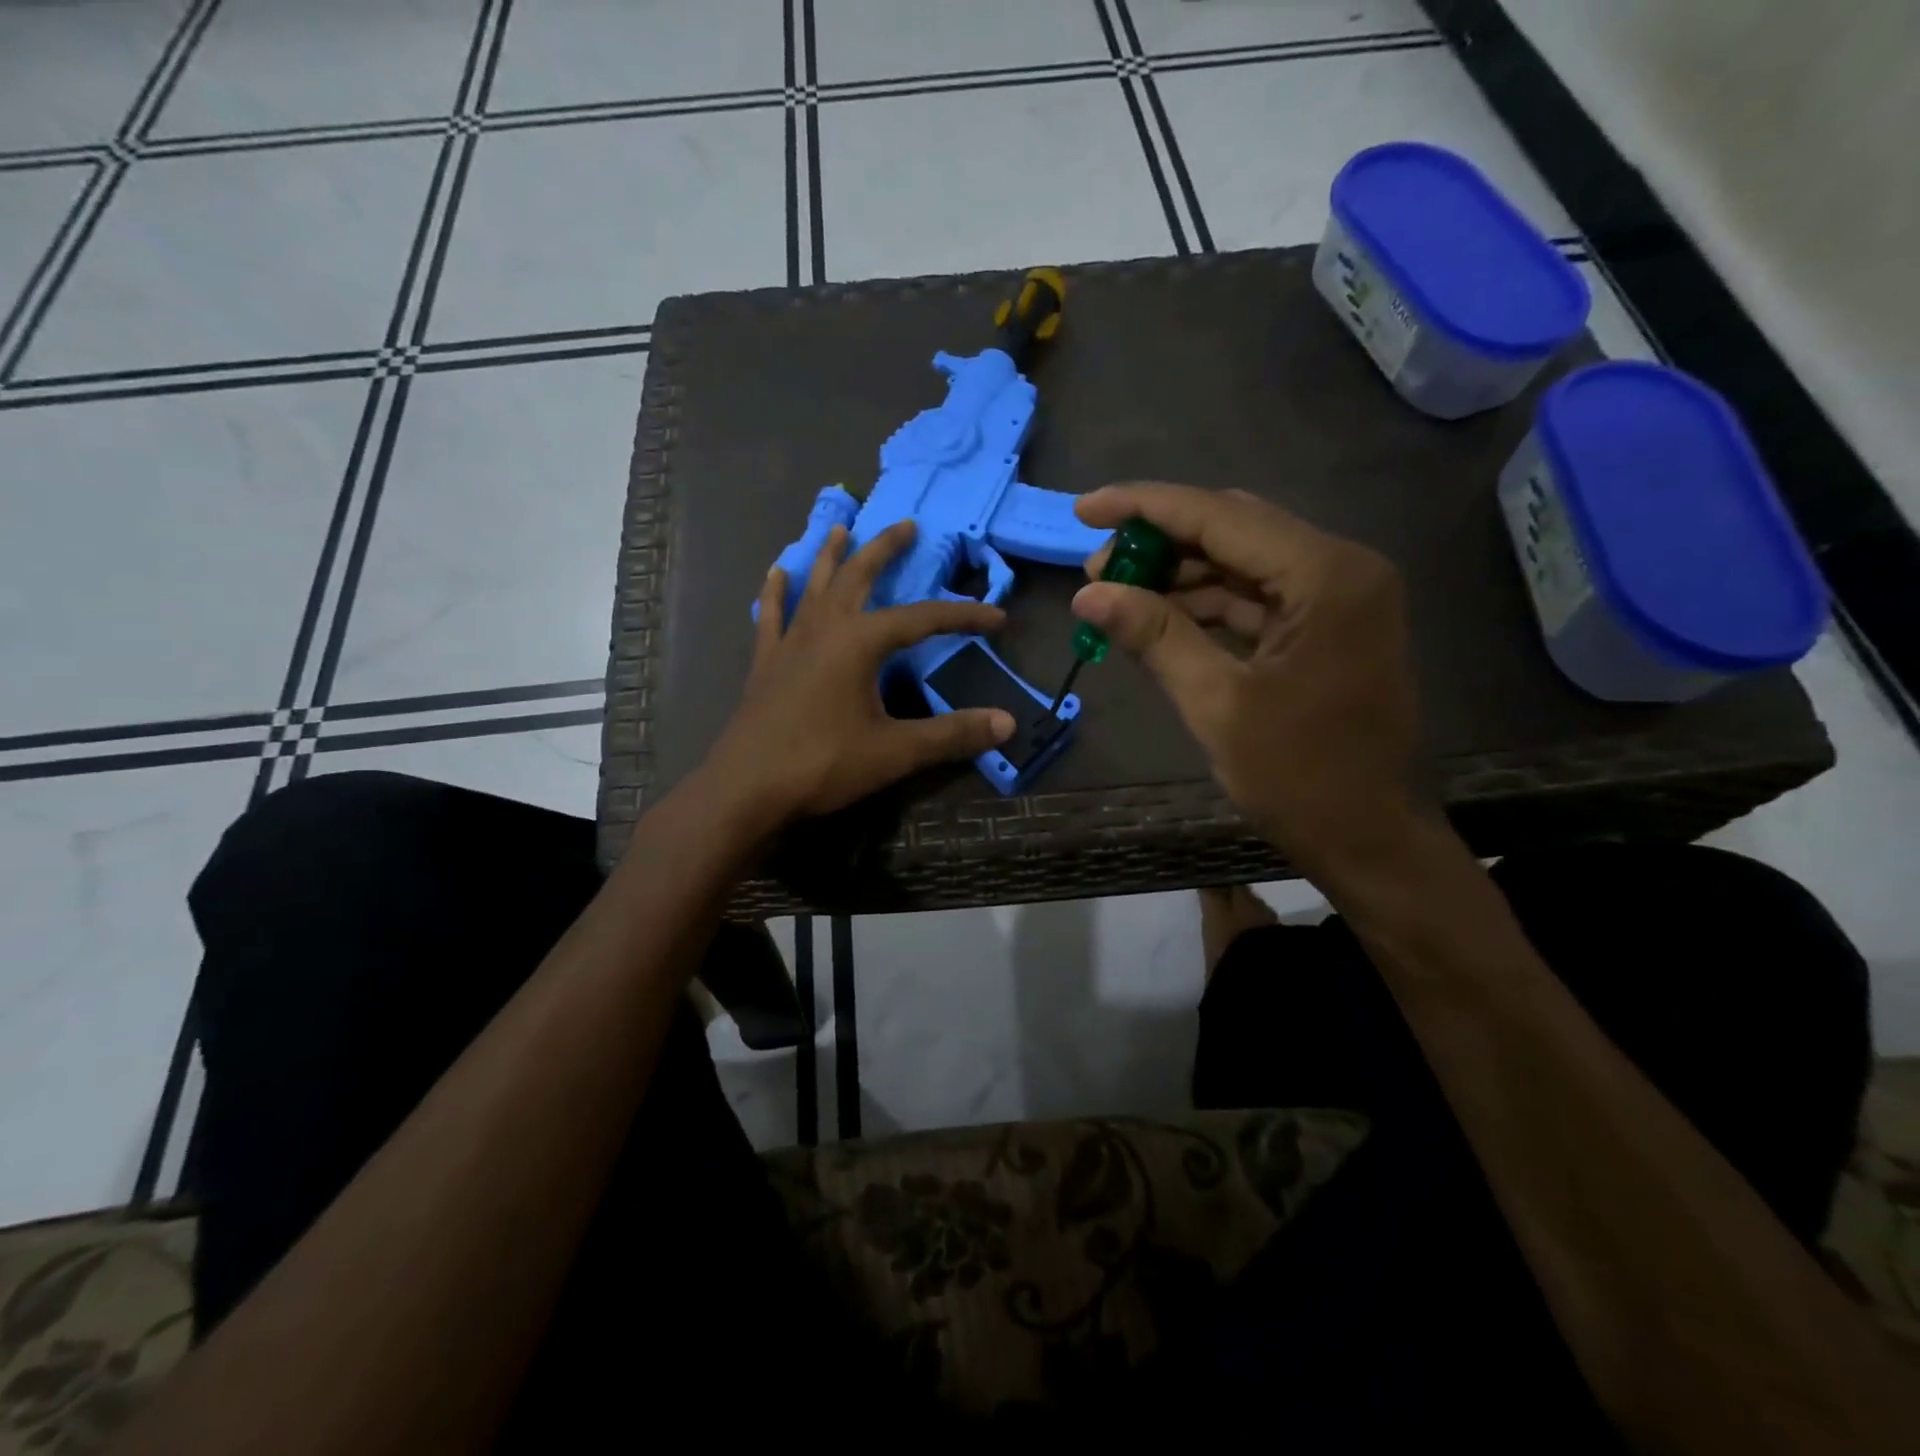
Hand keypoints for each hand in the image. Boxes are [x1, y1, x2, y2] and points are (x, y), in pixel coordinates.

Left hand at [705, 519, 1015, 825]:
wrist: (747, 788)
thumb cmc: (823, 764)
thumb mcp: (895, 751)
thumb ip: (951, 735)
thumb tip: (1006, 723)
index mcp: (859, 642)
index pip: (922, 619)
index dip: (962, 617)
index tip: (997, 617)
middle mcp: (824, 628)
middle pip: (859, 575)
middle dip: (885, 549)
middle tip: (905, 524)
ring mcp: (789, 642)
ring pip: (814, 585)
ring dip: (831, 556)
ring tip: (841, 529)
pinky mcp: (765, 662)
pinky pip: (771, 614)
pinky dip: (776, 591)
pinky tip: (777, 572)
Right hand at [1072, 482, 1420, 881]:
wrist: (1369, 838)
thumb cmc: (1299, 776)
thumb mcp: (1216, 704)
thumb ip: (1154, 635)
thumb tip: (1087, 593)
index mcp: (1326, 576)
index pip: (1221, 516)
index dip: (1145, 507)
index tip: (1084, 509)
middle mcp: (1340, 568)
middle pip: (1233, 528)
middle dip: (1159, 541)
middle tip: (1095, 567)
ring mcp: (1338, 596)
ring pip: (1242, 561)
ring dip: (1179, 573)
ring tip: (1115, 593)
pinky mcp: (1328, 624)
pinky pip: (1256, 596)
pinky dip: (1206, 603)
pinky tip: (1157, 615)